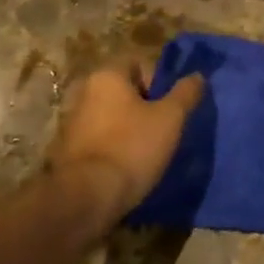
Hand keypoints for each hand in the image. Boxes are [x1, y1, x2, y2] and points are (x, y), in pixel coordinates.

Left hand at [48, 60, 205, 220]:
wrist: (84, 200)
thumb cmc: (131, 148)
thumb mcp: (171, 118)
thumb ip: (186, 93)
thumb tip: (197, 76)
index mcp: (106, 76)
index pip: (137, 63)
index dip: (158, 79)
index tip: (170, 104)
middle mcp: (83, 93)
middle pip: (123, 91)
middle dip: (144, 106)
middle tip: (164, 127)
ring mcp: (70, 125)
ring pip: (110, 117)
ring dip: (128, 129)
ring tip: (148, 151)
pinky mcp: (66, 154)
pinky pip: (99, 142)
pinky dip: (114, 149)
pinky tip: (127, 167)